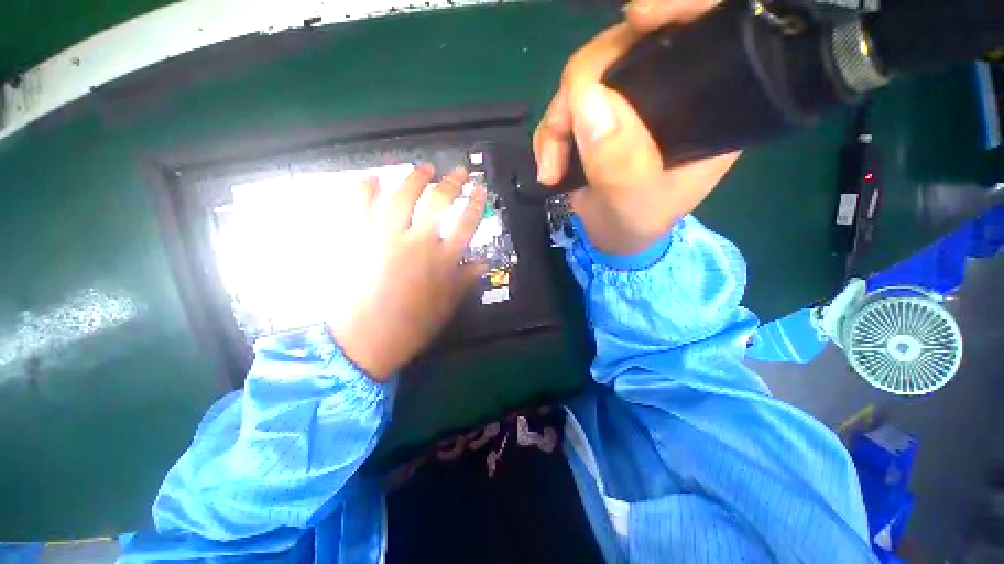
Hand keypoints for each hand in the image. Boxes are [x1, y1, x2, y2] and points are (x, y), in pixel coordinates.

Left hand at [331, 165, 486, 380]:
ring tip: (423, 168)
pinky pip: (359, 205)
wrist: (366, 339)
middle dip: (451, 182)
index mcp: (442, 260)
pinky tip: (374, 178)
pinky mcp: (358, 239)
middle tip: (458, 171)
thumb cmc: (413, 325)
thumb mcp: (447, 304)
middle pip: (437, 201)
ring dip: (414, 177)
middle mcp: (416, 242)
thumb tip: (482, 263)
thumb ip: (465, 279)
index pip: (466, 222)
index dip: (475, 202)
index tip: (480, 189)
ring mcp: (384, 237)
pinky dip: (365, 187)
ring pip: (401, 195)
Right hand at [533, 0, 739, 255]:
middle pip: (628, 45)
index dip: (679, 7)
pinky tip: (549, 164)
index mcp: (705, 105)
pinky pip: (566, 101)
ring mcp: (630, 97)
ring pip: (587, 74)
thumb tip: (587, 99)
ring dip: (558, 119)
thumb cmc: (635, 224)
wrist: (612, 235)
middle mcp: (670, 88)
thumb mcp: (633, 204)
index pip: (708, 30)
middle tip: (559, 139)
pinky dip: (550, 131)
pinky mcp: (599, 110)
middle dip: (583, 84)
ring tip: (551, 167)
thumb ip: (618, 163)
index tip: (639, 18)